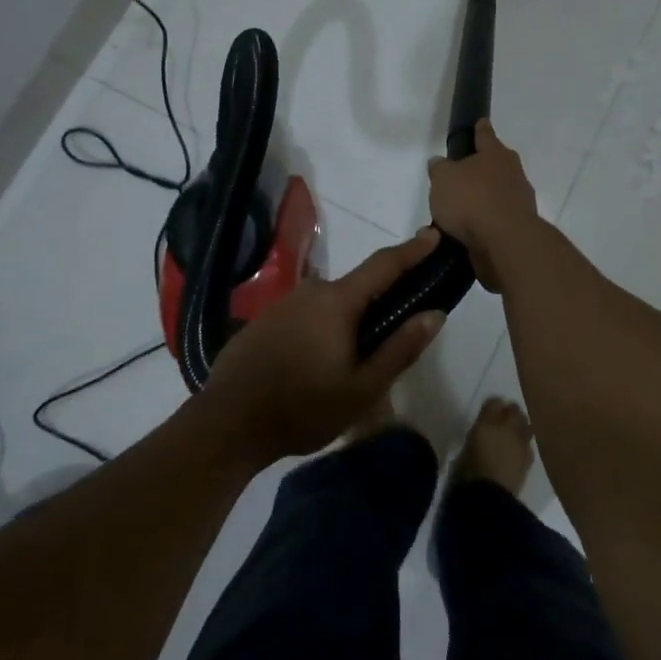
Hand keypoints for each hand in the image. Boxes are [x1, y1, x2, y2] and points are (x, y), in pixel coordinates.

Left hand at [203, 230, 445, 462]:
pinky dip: (322, 327)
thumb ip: (400, 348)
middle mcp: (311, 290)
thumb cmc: (302, 408)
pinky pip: (306, 314)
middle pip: (357, 286)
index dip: (412, 250)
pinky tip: (317, 361)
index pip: (384, 264)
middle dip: (379, 299)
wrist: (225, 425)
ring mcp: (284, 303)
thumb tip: (435, 313)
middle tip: (395, 329)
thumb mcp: (362, 388)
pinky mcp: (264, 320)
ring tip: (353, 357)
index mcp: (338, 301)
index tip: (434, 235)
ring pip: (330, 303)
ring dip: (348, 319)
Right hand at [427, 120, 539, 292]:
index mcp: (496, 154)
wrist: (506, 242)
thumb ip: (440, 168)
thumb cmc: (473, 200)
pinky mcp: (518, 227)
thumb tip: (440, 163)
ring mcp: (519, 201)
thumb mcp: (443, 179)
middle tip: (459, 177)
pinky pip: (495, 220)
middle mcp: (513, 173)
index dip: (480, 129)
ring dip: (480, 200)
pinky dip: (483, 224)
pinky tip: (465, 233)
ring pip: (496, 194)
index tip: (481, 122)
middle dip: (480, 169)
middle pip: (494, 165)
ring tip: (456, 213)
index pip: (485, 134)